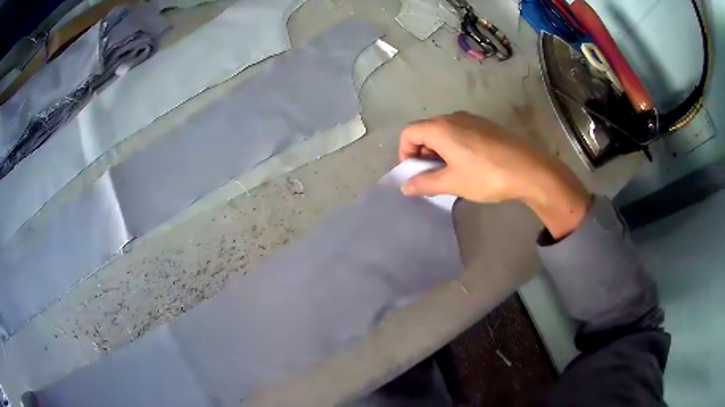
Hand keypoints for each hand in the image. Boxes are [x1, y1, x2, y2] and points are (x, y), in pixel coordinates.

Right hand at [398, 112, 589, 238]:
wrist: (529, 170)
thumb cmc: (486, 175)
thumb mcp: (453, 183)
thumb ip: (425, 183)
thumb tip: (405, 187)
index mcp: (440, 127)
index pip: (409, 133)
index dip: (405, 153)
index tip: (414, 173)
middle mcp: (453, 117)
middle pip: (426, 130)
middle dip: (422, 153)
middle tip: (431, 176)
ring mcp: (472, 119)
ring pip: (444, 131)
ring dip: (438, 151)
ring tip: (450, 173)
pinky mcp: (486, 126)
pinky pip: (460, 132)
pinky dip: (454, 146)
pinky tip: (469, 165)